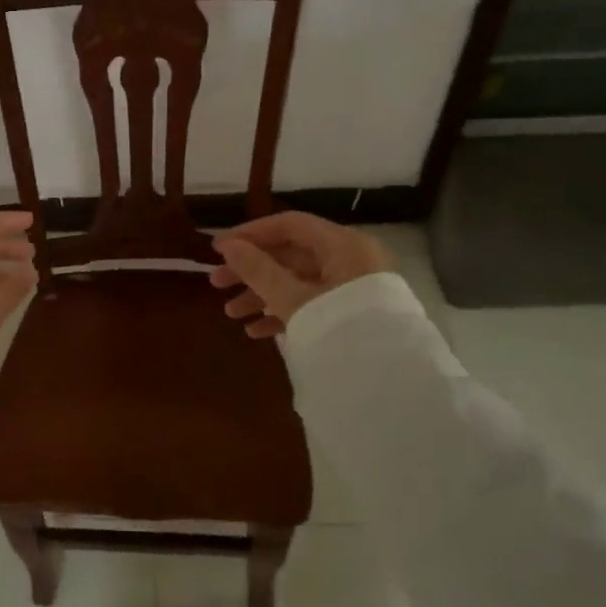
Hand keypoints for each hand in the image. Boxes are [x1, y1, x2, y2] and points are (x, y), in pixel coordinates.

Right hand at [210, 211, 392, 337]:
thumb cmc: (338, 328)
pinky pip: (312, 304)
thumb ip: (257, 270)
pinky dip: (284, 312)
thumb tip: (227, 245)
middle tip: (216, 284)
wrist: (389, 381)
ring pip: (298, 282)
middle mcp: (351, 259)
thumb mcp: (292, 298)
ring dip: (262, 296)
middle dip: (251, 271)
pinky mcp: (353, 314)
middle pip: (291, 255)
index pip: (289, 225)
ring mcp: (353, 288)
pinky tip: (257, 331)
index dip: (251, 234)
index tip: (219, 249)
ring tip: (231, 314)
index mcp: (342, 245)